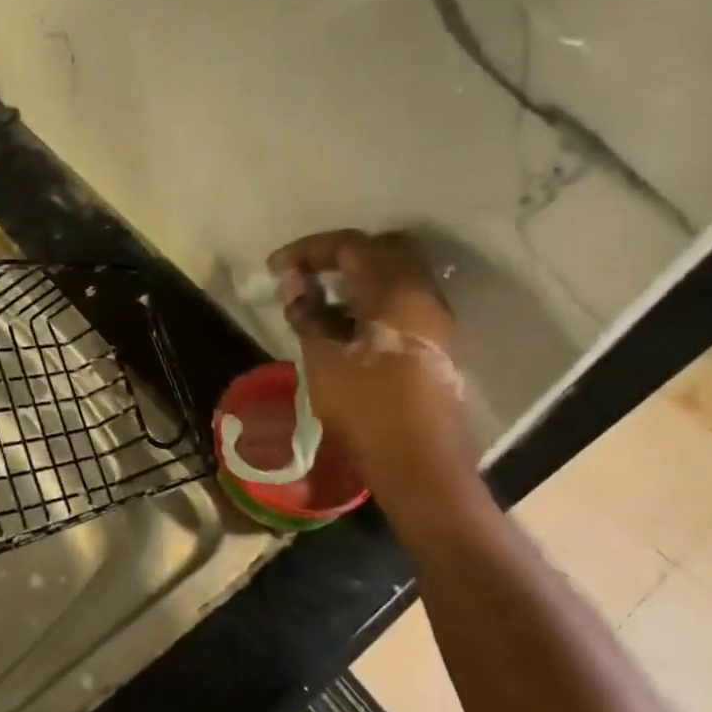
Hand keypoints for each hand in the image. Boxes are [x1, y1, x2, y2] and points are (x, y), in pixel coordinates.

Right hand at [266, 230, 477, 524]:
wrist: (420, 466)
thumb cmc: (366, 410)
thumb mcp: (323, 360)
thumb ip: (308, 313)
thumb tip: (293, 283)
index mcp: (396, 294)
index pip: (351, 246)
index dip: (309, 250)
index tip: (276, 268)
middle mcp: (423, 296)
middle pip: (382, 249)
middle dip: (339, 255)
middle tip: (305, 274)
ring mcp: (435, 320)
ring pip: (396, 275)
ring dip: (357, 277)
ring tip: (319, 301)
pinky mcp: (436, 343)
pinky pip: (403, 301)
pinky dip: (372, 299)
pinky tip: (345, 326)